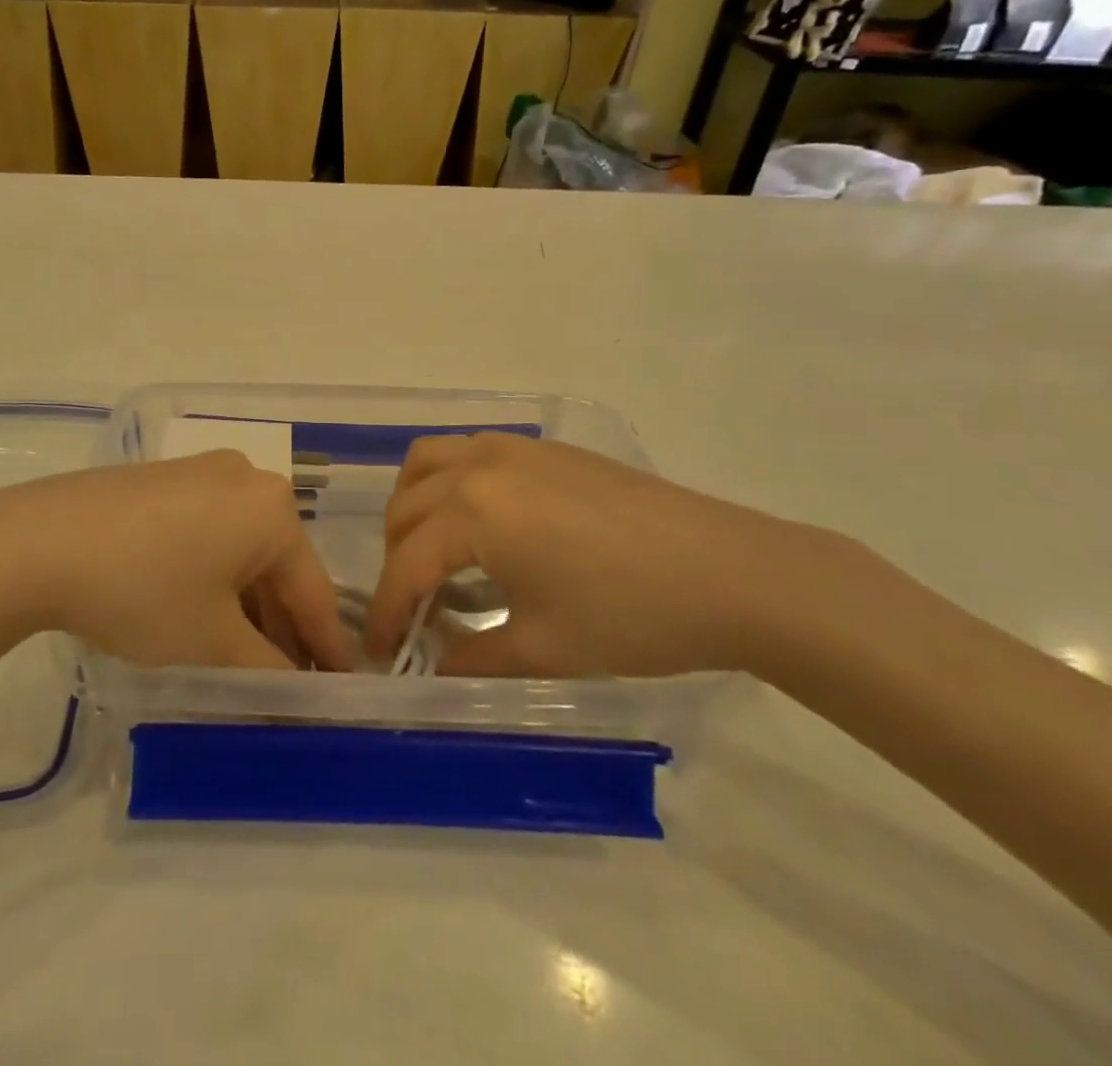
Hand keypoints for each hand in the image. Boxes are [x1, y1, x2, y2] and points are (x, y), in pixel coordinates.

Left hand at [0, 453, 353, 671]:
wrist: (38, 541)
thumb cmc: (143, 591)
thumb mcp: (213, 643)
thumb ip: (268, 671)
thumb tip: (296, 690)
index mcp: (273, 510)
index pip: (314, 591)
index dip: (328, 648)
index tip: (341, 690)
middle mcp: (246, 479)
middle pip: (278, 565)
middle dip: (283, 626)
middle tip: (287, 681)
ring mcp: (201, 473)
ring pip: (241, 547)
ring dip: (247, 602)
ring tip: (243, 655)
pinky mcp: (164, 480)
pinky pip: (209, 531)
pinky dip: (214, 574)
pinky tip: (200, 610)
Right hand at [364, 433, 859, 678]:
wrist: (732, 573)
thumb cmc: (631, 616)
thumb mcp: (543, 649)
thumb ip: (472, 657)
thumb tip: (432, 664)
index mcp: (472, 512)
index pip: (406, 564)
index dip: (388, 614)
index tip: (379, 654)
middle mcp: (478, 466)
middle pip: (406, 508)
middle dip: (396, 561)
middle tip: (412, 610)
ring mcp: (513, 448)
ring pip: (427, 462)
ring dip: (412, 506)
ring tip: (430, 551)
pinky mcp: (544, 448)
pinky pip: (468, 452)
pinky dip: (448, 482)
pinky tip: (479, 522)